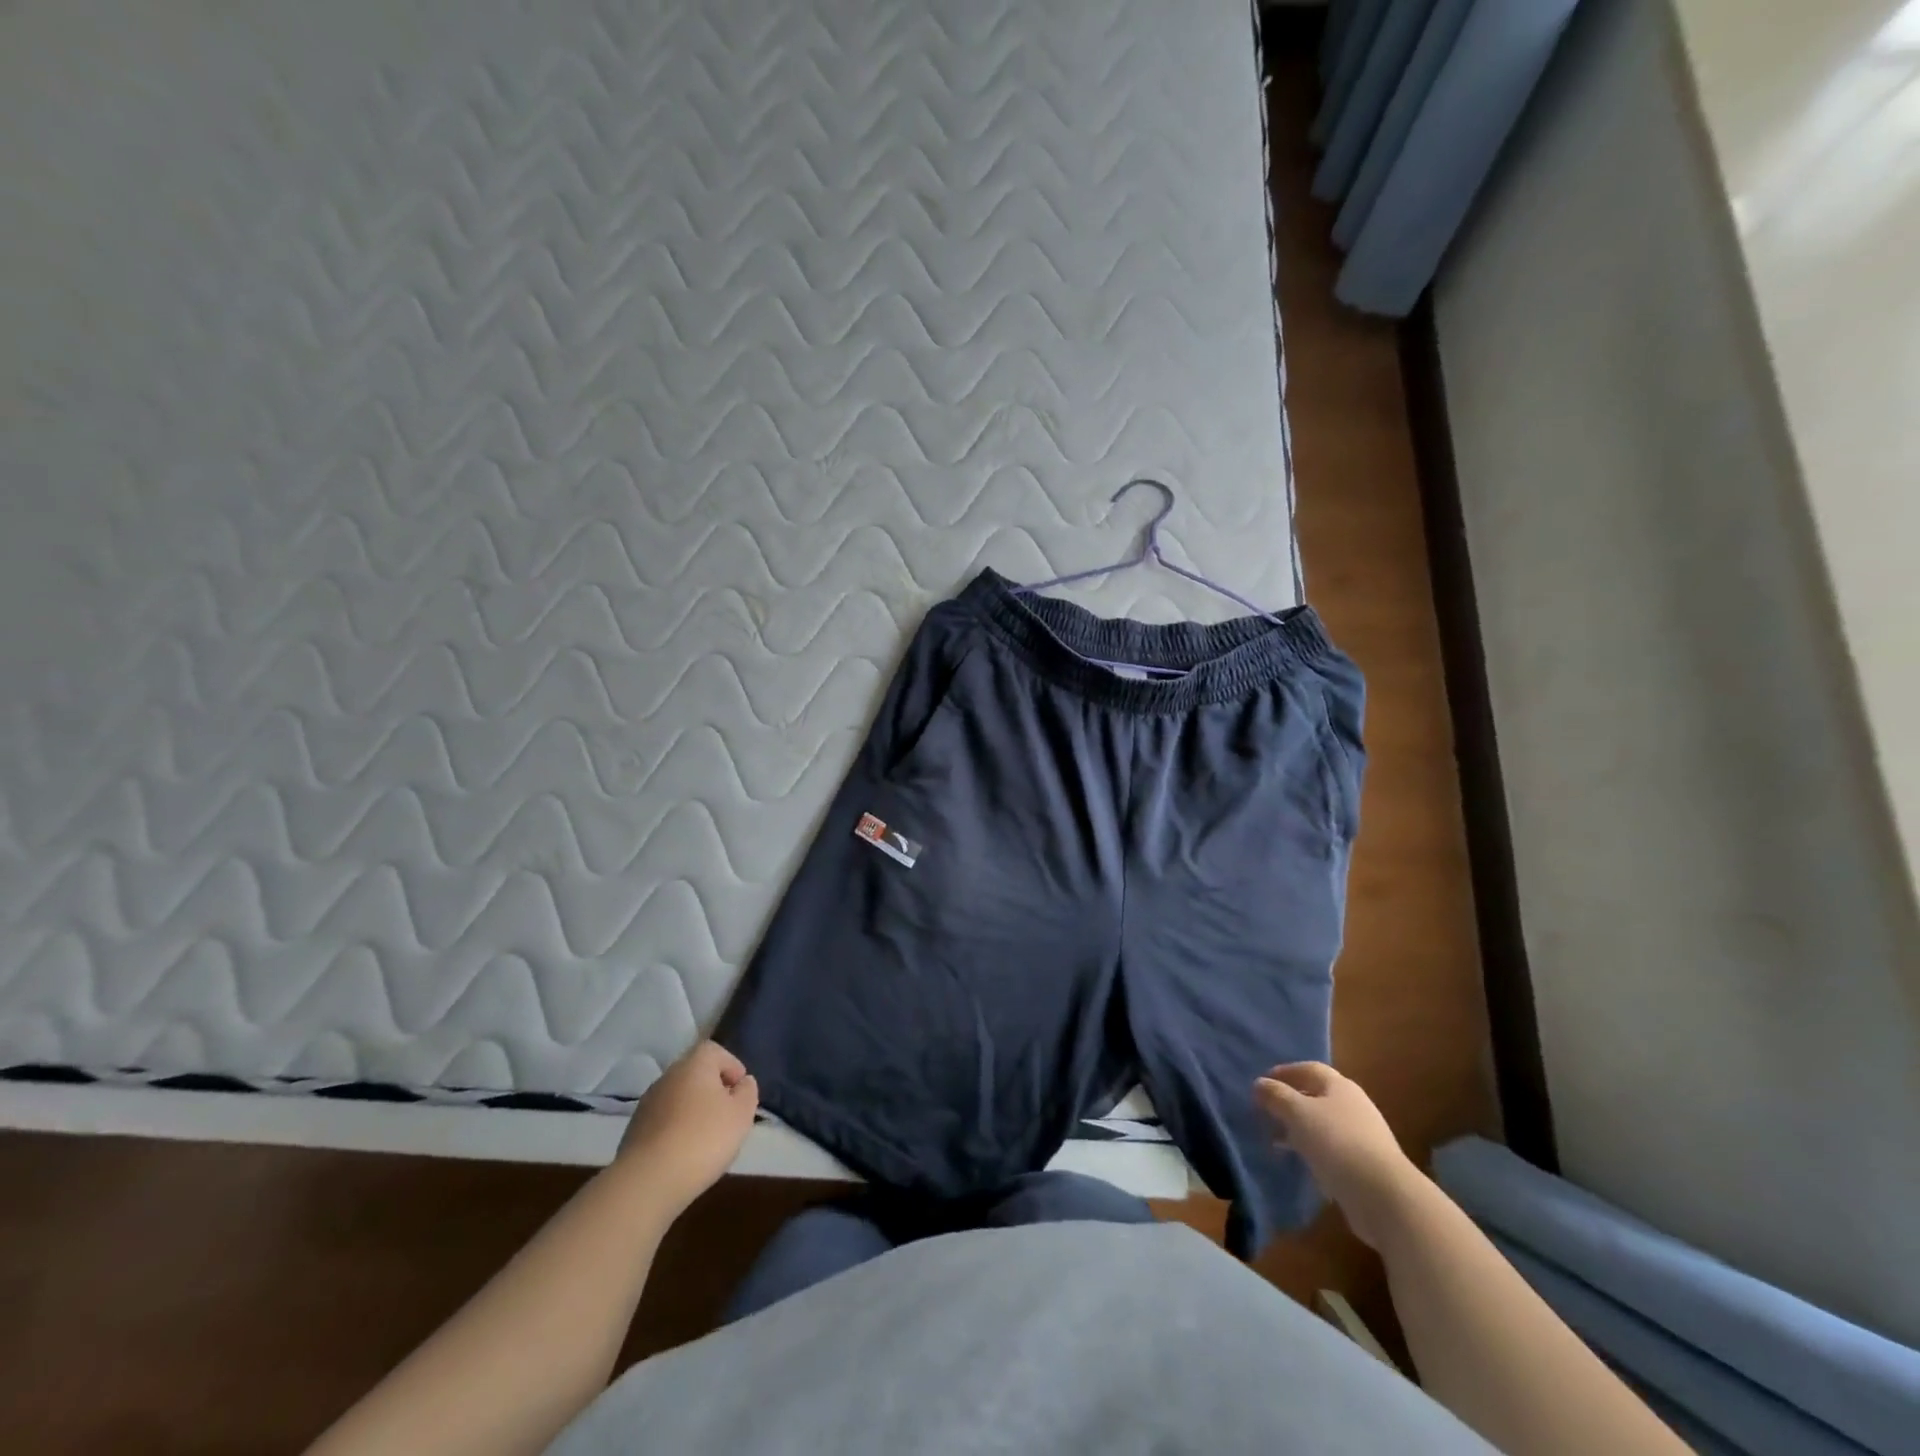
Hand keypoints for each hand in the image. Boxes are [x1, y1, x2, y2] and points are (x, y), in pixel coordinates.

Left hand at [615, 1041, 758, 1214]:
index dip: (732, 1067)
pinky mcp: (634, 1131)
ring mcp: (647, 1103)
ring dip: (693, 1112)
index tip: (740, 1093)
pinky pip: (663, 1122)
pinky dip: (675, 1131)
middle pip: (695, 1075)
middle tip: (727, 1117)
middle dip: (713, 1092)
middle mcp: (668, 1076)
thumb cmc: (703, 1139)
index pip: (715, 1051)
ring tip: (706, 1140)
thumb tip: (743, 1083)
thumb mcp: (742, 1114)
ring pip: (678, 1099)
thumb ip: (748, 1092)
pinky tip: (683, 1154)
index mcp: (694, 1064)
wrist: (647, 1181)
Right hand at [1255, 1061, 1425, 1248]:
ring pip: (1323, 1125)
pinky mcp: (1365, 1165)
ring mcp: (1363, 1136)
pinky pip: (1332, 1149)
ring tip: (1277, 1140)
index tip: (1262, 1083)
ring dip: (1299, 1129)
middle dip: (1290, 1102)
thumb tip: (1259, 1084)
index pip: (1308, 1069)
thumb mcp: (1298, 1113)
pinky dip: (1313, 1150)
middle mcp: (1354, 1106)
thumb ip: (1276, 1096)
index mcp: (1340, 1086)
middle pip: (1316, 1096)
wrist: (1385, 1197)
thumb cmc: (1337, 1143)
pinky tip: (1301, 1162)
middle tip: (1266, 1112)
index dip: (1284, 1073)